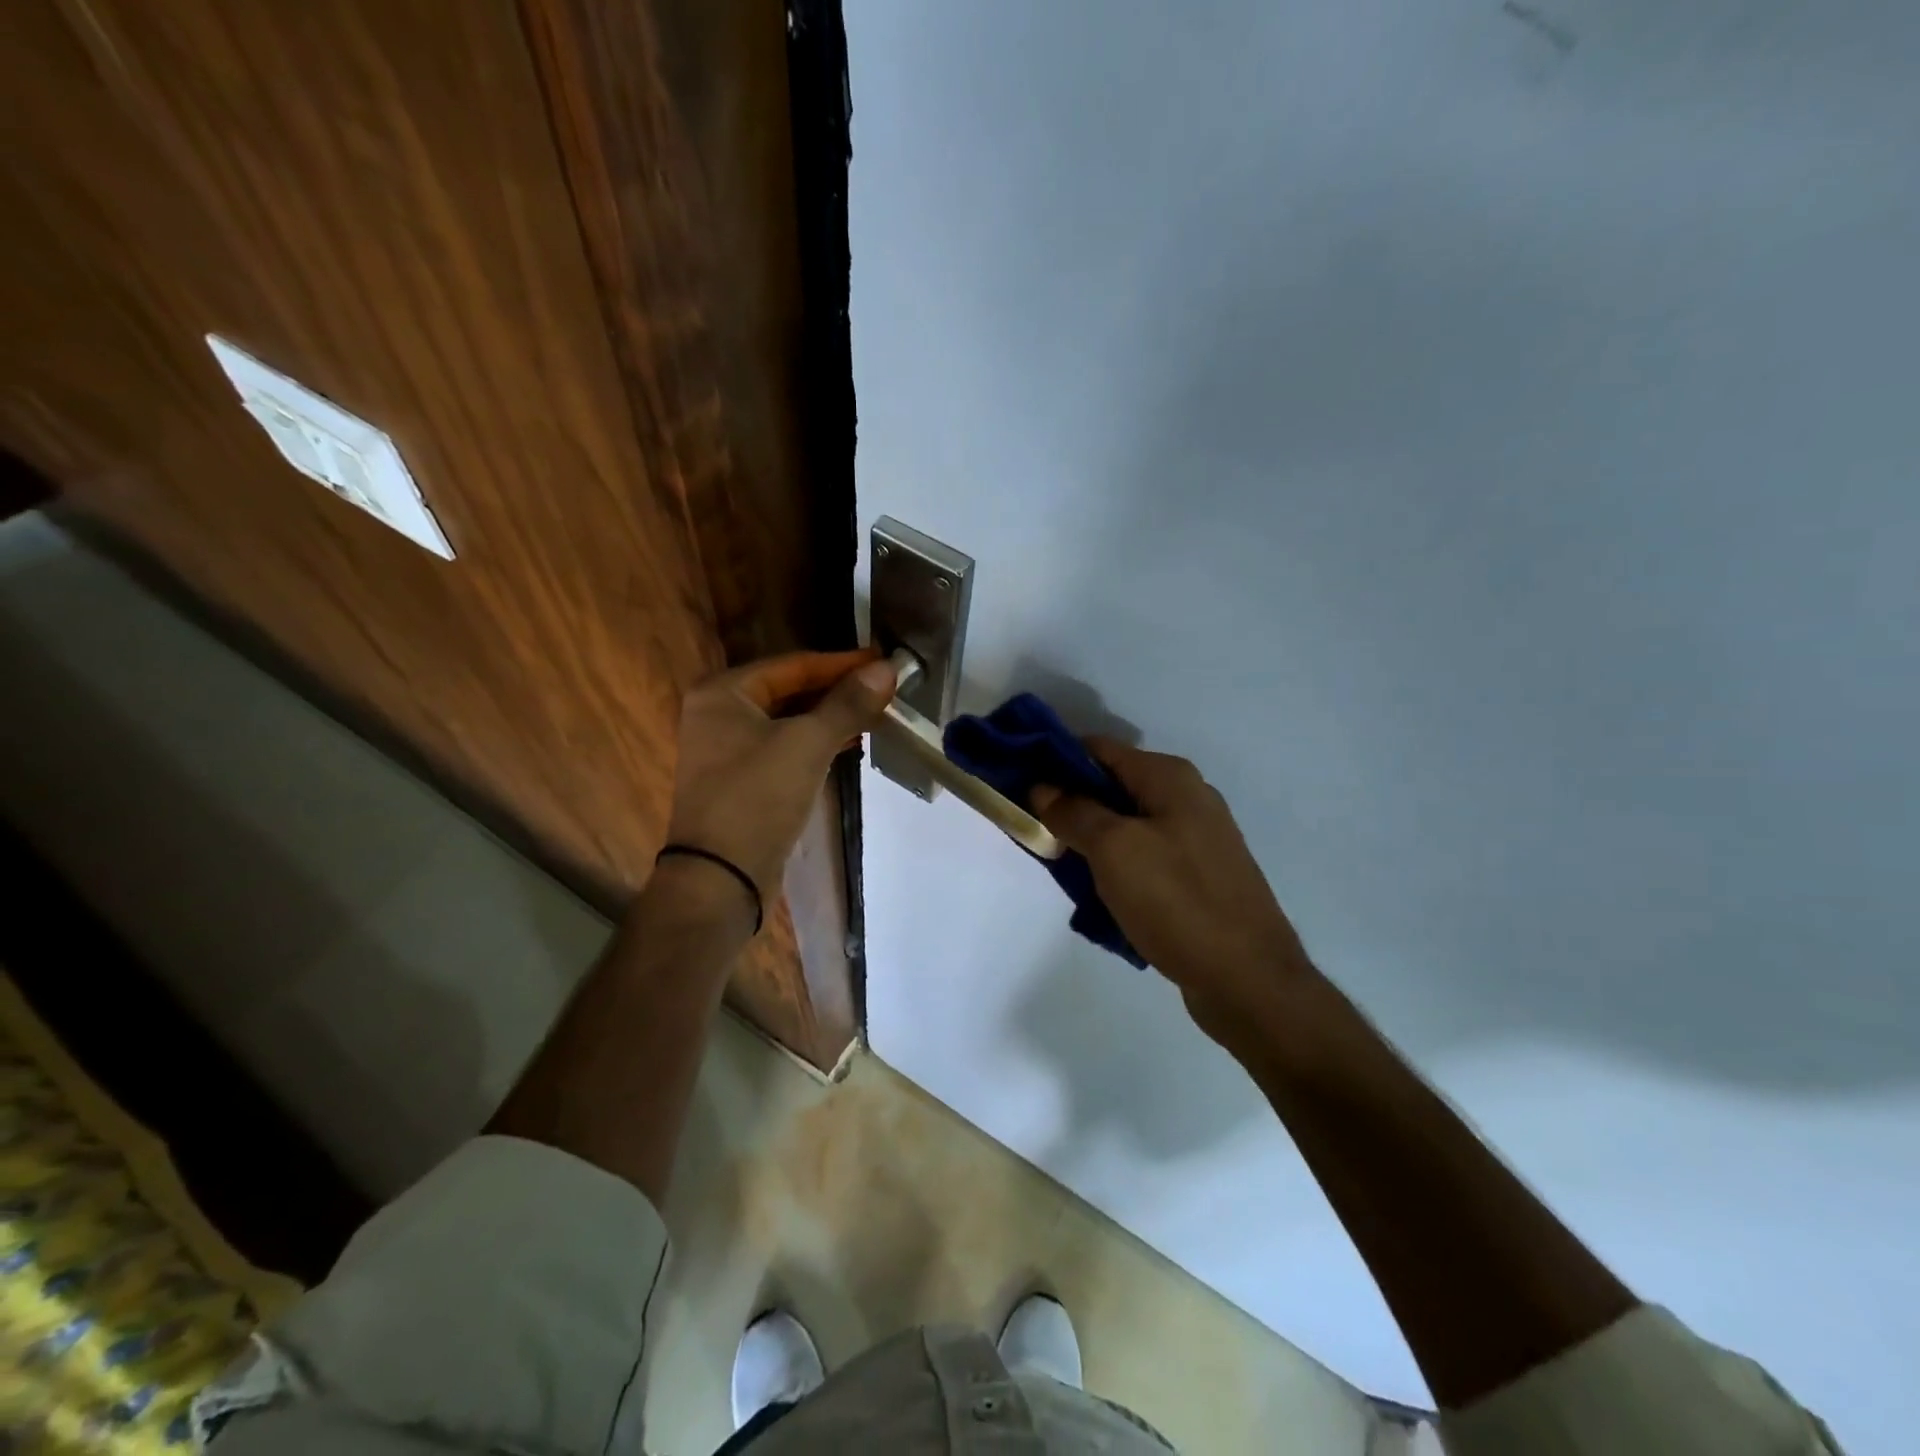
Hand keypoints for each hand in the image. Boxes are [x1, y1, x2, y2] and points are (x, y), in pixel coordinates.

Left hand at [664, 650, 896, 909]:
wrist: (721, 877)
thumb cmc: (758, 797)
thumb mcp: (807, 743)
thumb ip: (847, 703)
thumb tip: (887, 668)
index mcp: (723, 693)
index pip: (793, 665)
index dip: (841, 663)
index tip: (883, 661)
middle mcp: (718, 714)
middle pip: (789, 690)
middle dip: (837, 690)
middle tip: (883, 688)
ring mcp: (726, 750)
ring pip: (788, 720)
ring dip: (830, 716)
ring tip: (874, 713)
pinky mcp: (740, 781)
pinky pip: (784, 747)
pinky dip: (816, 742)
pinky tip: (847, 743)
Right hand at [1031, 739, 1313, 1048]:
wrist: (1248, 980)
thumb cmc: (1177, 902)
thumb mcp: (1114, 849)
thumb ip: (1074, 812)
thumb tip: (1043, 786)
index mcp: (1170, 778)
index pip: (1099, 749)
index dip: (1057, 760)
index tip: (1019, 782)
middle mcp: (1188, 798)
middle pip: (1113, 786)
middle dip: (1071, 803)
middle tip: (1034, 829)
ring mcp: (1197, 838)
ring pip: (1127, 824)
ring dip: (1091, 839)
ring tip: (1059, 863)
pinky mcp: (1199, 875)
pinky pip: (1145, 856)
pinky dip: (1116, 866)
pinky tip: (1097, 892)